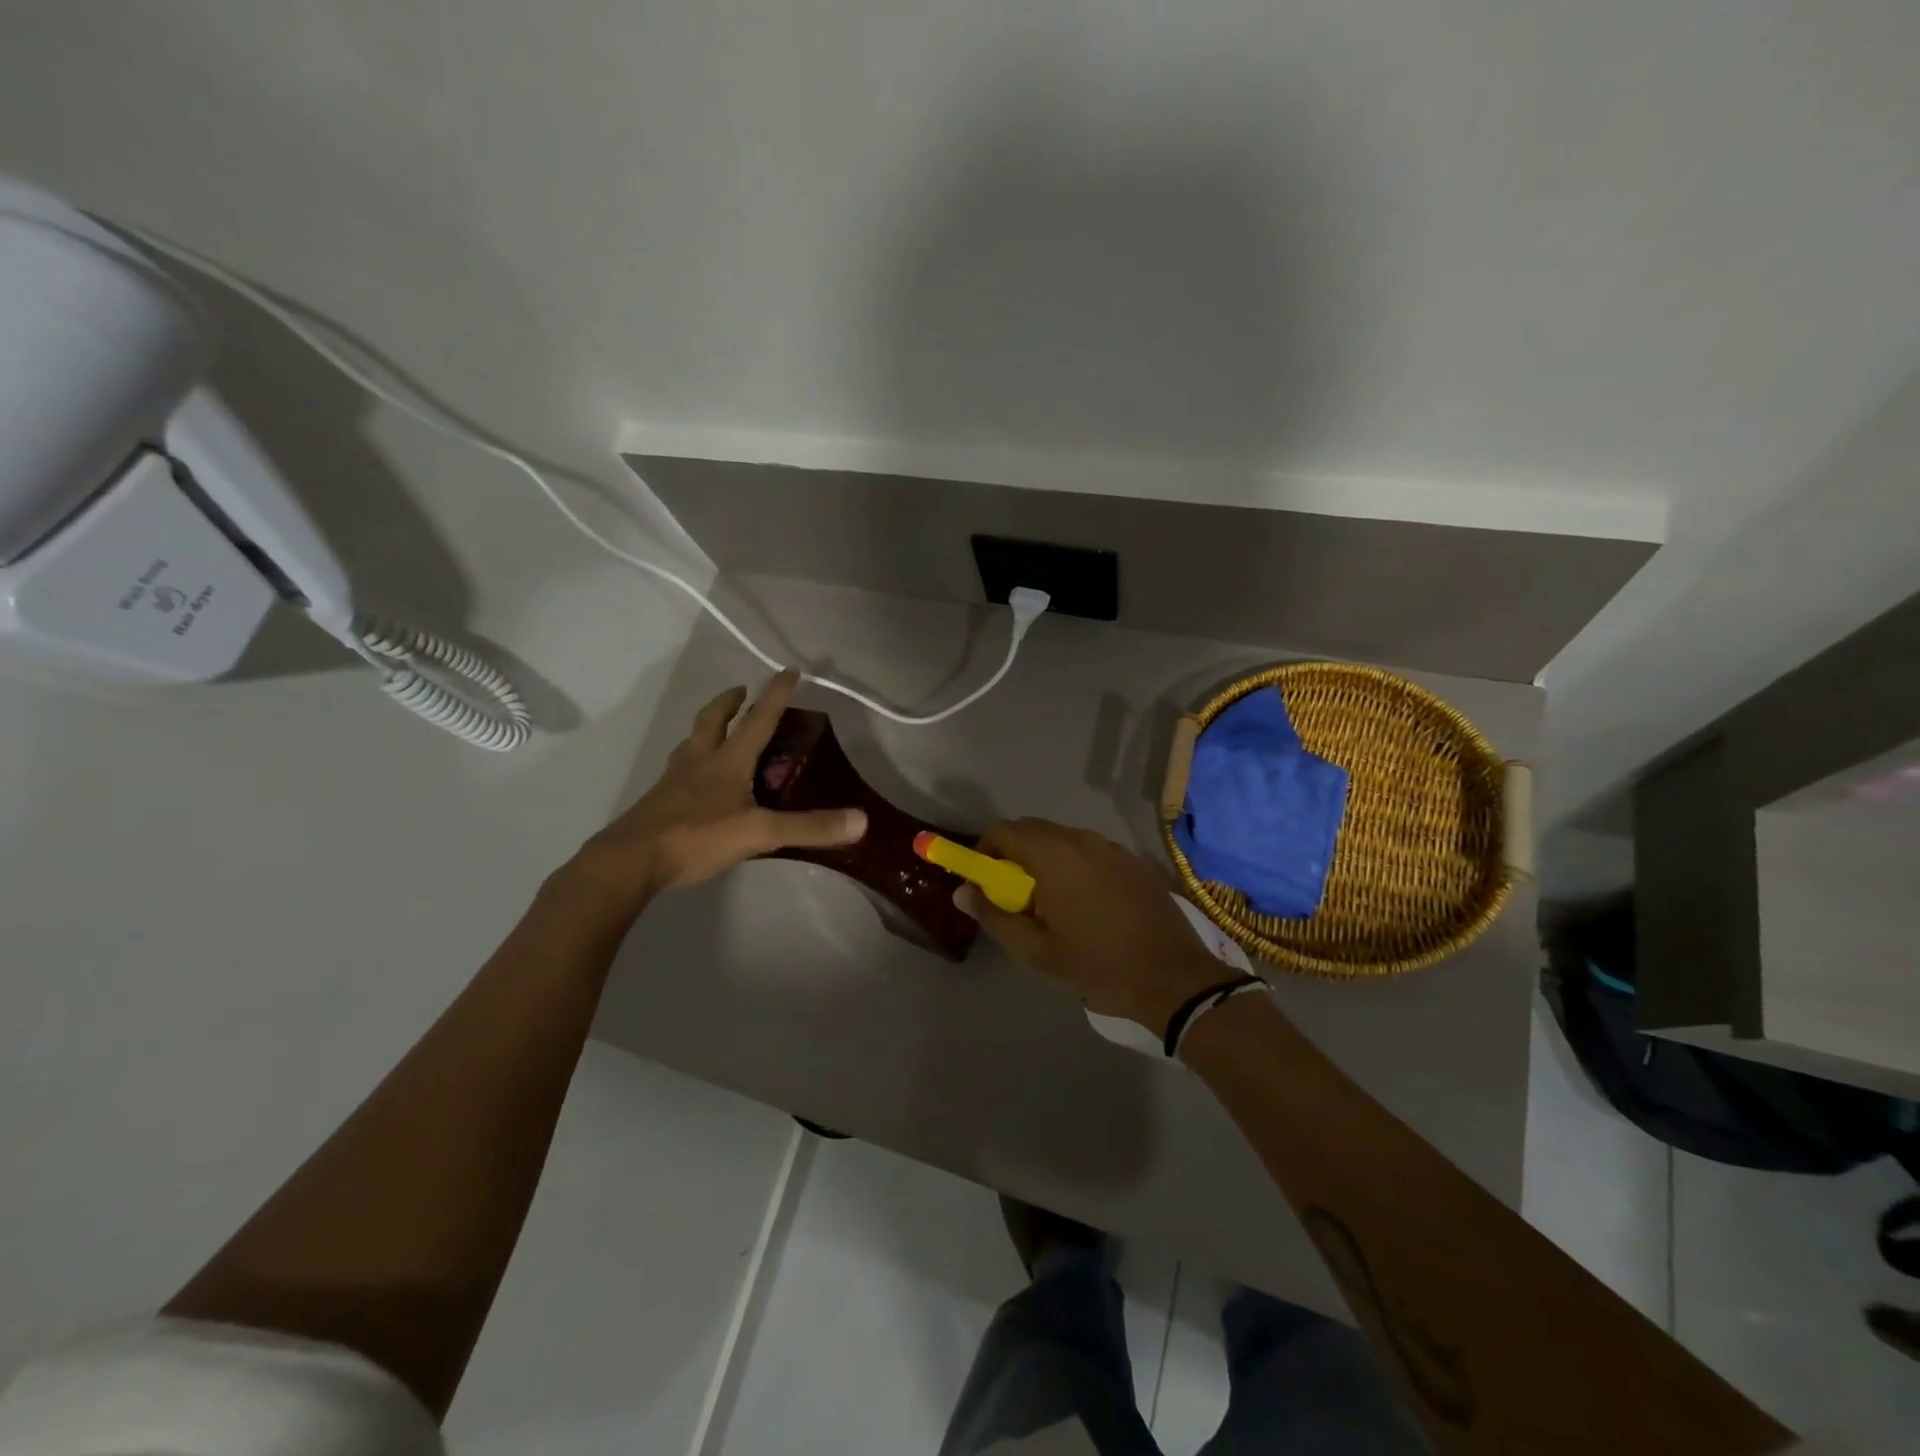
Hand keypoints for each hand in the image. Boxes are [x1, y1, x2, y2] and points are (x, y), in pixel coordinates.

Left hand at [570, 669, 866, 913]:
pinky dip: (691, 760)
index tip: (788, 670)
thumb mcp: (759, 833)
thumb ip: (808, 827)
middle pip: (713, 720)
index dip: (776, 694)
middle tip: (741, 691)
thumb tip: (861, 820)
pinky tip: (694, 779)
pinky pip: (679, 769)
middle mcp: (699, 761)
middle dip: (730, 702)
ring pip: (691, 741)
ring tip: (717, 728)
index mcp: (727, 761)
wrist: (630, 861)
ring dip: (707, 727)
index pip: (758, 719)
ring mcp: (674, 780)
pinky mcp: (659, 801)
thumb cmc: (696, 837)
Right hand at [956, 818, 1233, 1032]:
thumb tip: (962, 892)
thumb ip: (994, 916)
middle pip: (1033, 830)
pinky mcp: (1134, 861)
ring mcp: (1112, 847)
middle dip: (1013, 855)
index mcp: (1053, 855)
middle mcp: (1082, 839)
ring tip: (1049, 903)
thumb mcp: (1035, 951)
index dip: (984, 850)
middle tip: (1011, 895)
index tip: (981, 880)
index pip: (1004, 831)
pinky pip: (1091, 852)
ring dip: (1045, 860)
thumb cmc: (1097, 965)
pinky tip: (1086, 904)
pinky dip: (1075, 866)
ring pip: (1063, 840)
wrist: (1172, 977)